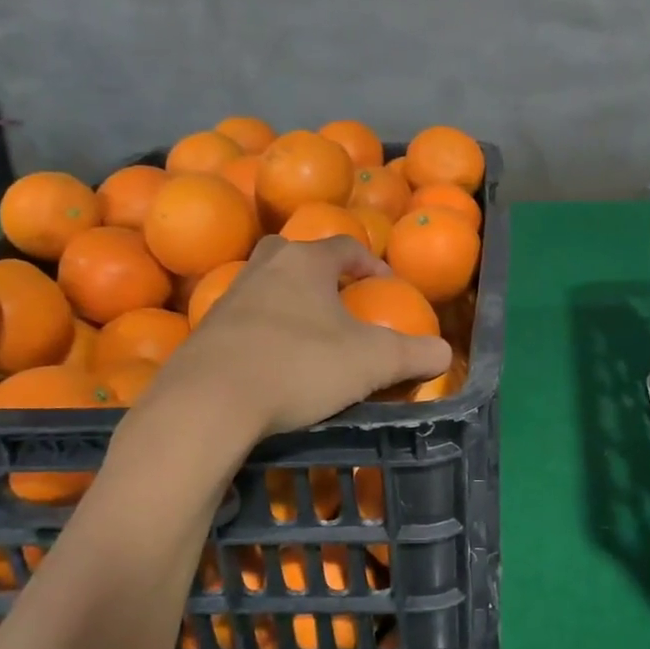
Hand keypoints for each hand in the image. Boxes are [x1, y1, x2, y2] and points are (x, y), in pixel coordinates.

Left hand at [134, 235, 450, 439]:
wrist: (209, 402)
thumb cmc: (300, 366)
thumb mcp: (373, 362)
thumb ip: (415, 354)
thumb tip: (445, 353)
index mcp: (306, 263)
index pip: (345, 246)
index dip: (371, 262)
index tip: (386, 284)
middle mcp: (264, 268)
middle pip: (296, 254)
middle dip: (320, 273)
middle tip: (339, 300)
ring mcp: (228, 299)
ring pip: (266, 286)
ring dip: (290, 302)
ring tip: (310, 336)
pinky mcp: (205, 333)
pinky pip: (244, 321)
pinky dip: (263, 332)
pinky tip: (274, 363)